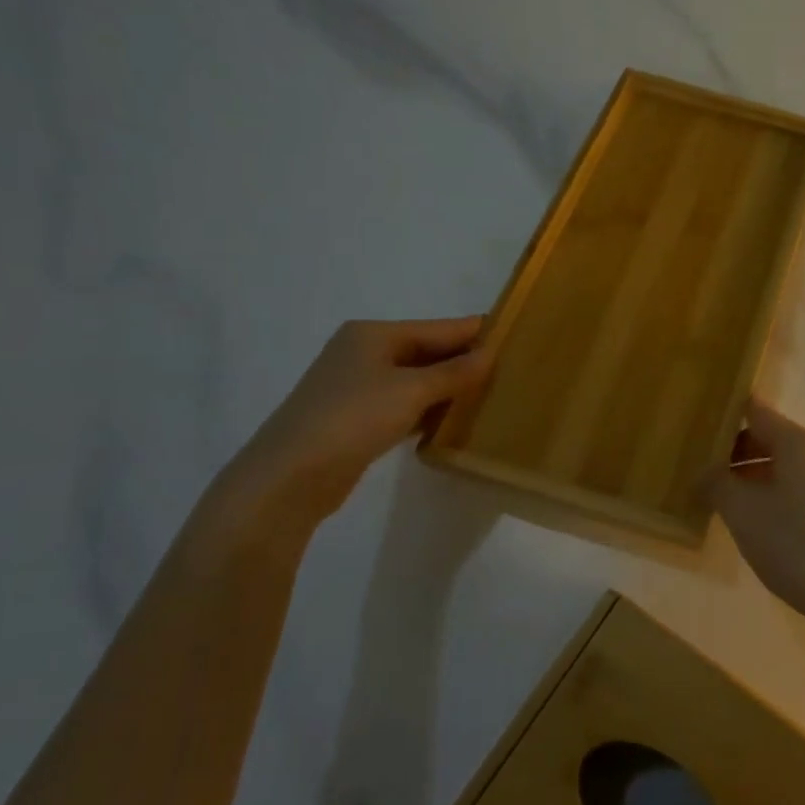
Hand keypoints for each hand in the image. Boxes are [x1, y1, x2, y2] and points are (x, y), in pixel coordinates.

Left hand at [223, 318, 491, 528]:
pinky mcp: (357, 419)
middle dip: (464, 362)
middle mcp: (365, 353)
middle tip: (511, 370)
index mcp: (374, 334)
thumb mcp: (411, 390)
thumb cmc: (352, 419)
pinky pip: (405, 405)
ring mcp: (358, 387)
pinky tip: (455, 421)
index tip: (516, 335)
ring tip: (493, 395)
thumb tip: (491, 355)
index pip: (439, 327)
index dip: (475, 332)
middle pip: (428, 352)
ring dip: (449, 389)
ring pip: (417, 381)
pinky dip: (429, 411)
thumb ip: (454, 372)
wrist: (289, 477)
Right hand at [707, 398, 804, 634]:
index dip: (728, 414)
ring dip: (755, 479)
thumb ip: (717, 483)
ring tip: (725, 503)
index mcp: (799, 442)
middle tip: (702, 472)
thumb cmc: (795, 543)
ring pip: (787, 469)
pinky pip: (802, 492)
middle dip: (736, 453)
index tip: (700, 425)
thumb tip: (705, 471)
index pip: (757, 411)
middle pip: (772, 439)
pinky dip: (776, 498)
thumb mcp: (743, 511)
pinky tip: (759, 527)